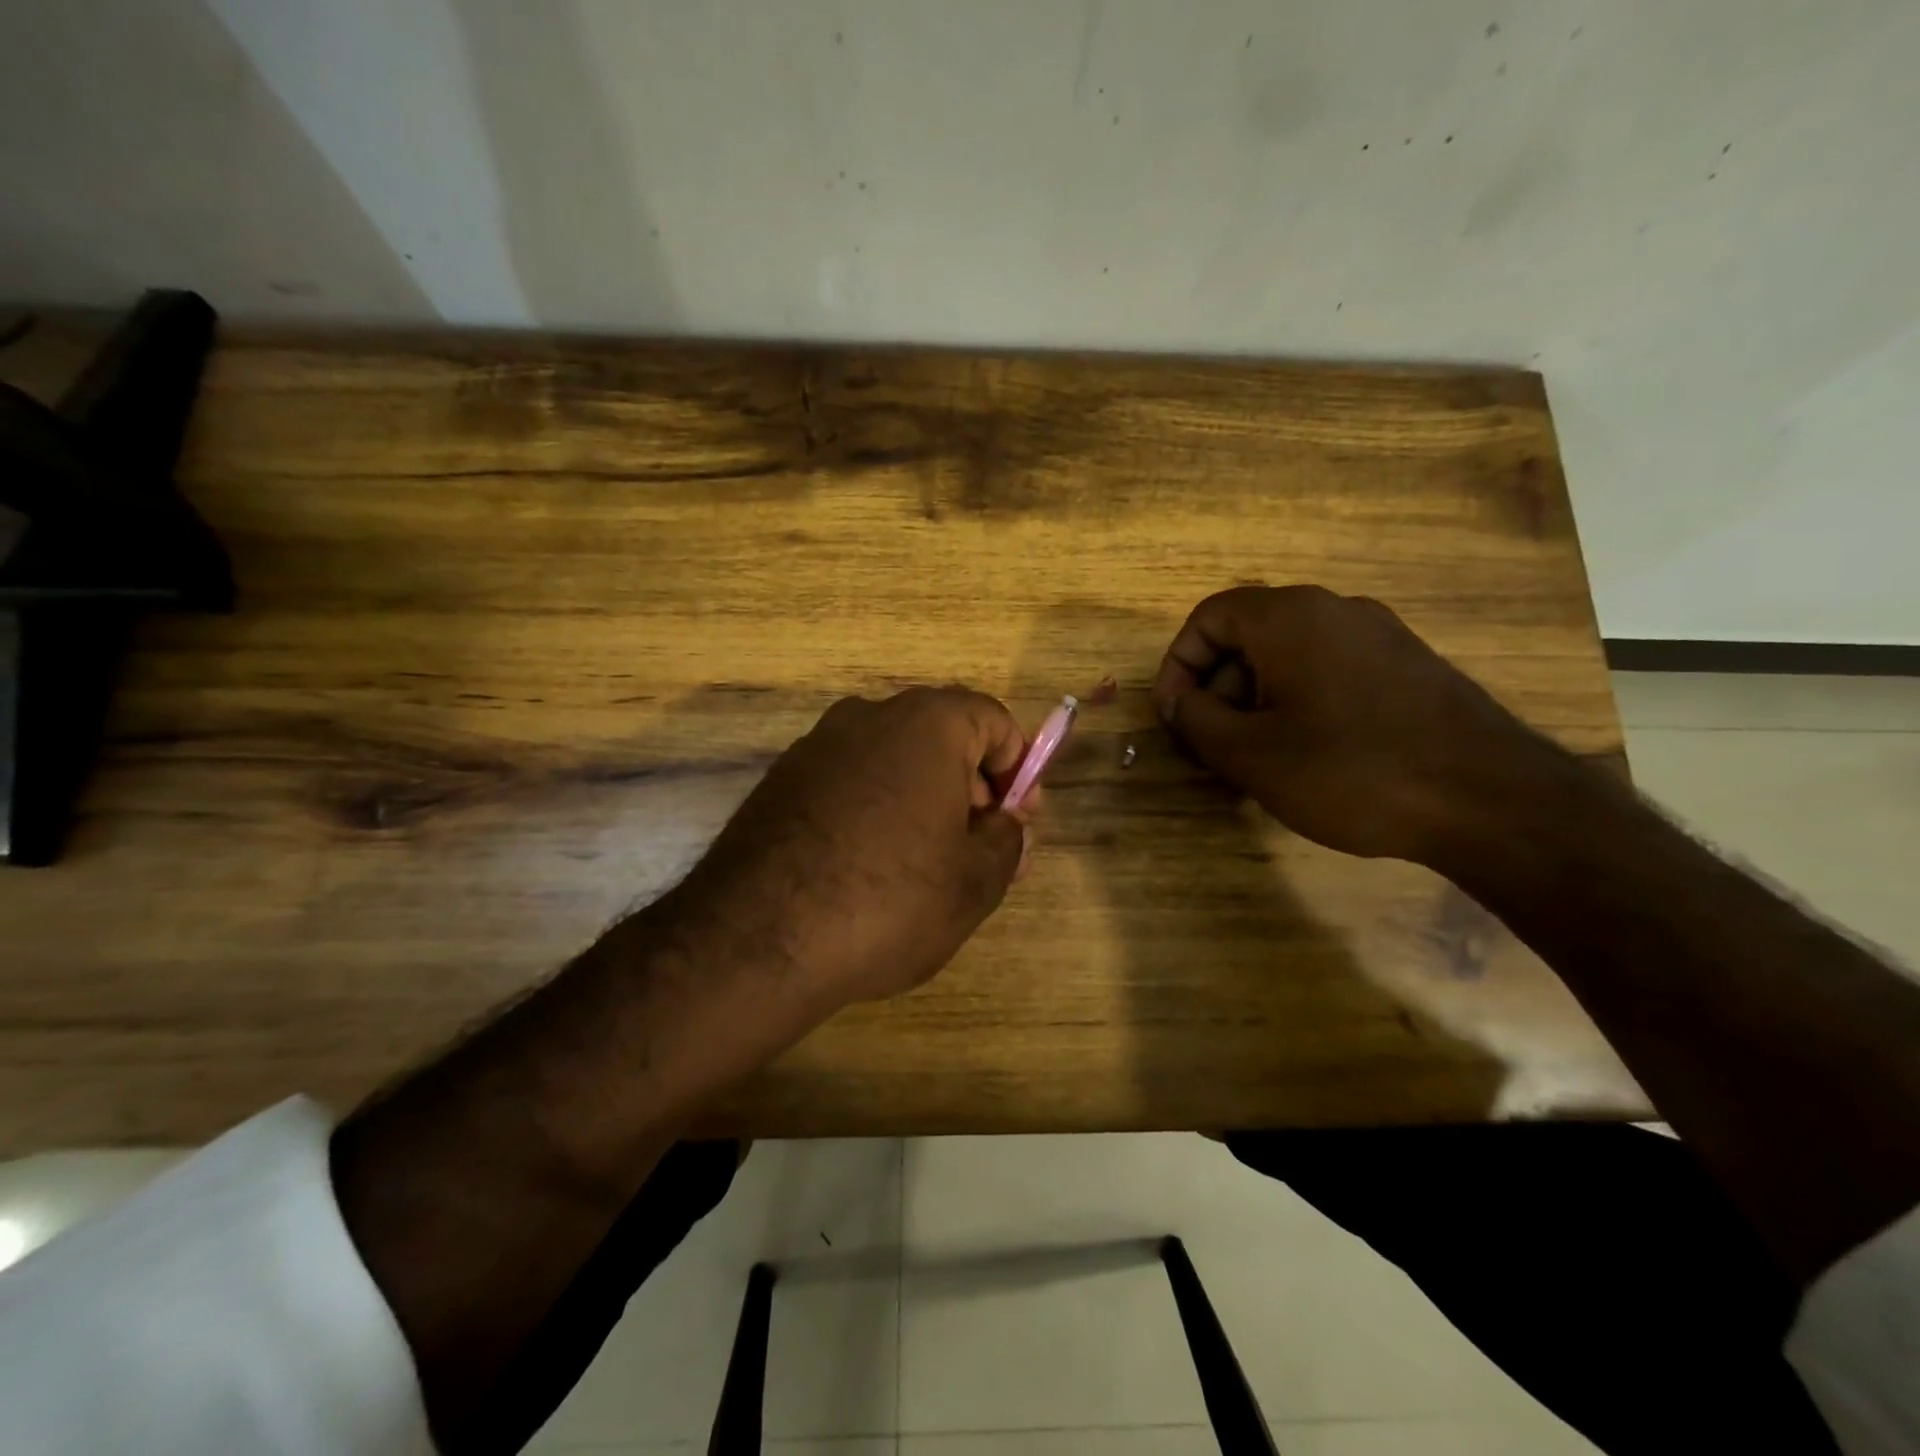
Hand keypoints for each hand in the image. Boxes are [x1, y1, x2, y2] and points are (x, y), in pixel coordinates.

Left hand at [668, 687, 1032, 1010]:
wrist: (755, 941)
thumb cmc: (888, 902)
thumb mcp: (974, 883)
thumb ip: (1007, 842)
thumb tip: (1006, 826)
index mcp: (926, 726)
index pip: (992, 720)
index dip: (1018, 767)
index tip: (1018, 818)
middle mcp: (868, 717)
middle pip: (941, 737)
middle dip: (972, 786)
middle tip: (980, 847)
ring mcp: (817, 746)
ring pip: (893, 760)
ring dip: (923, 799)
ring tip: (926, 866)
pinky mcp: (781, 781)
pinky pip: (850, 781)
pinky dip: (876, 808)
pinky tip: (869, 868)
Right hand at [1152, 585, 1547, 864]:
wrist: (1492, 801)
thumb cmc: (1351, 770)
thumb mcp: (1250, 753)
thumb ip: (1195, 720)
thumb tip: (1178, 701)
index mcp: (1289, 617)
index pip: (1208, 618)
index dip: (1177, 666)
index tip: (1173, 717)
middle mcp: (1334, 610)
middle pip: (1248, 635)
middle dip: (1215, 688)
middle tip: (1211, 745)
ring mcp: (1378, 636)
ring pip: (1288, 656)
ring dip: (1254, 700)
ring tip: (1254, 759)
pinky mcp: (1407, 666)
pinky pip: (1328, 671)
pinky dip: (1297, 703)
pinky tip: (1305, 755)